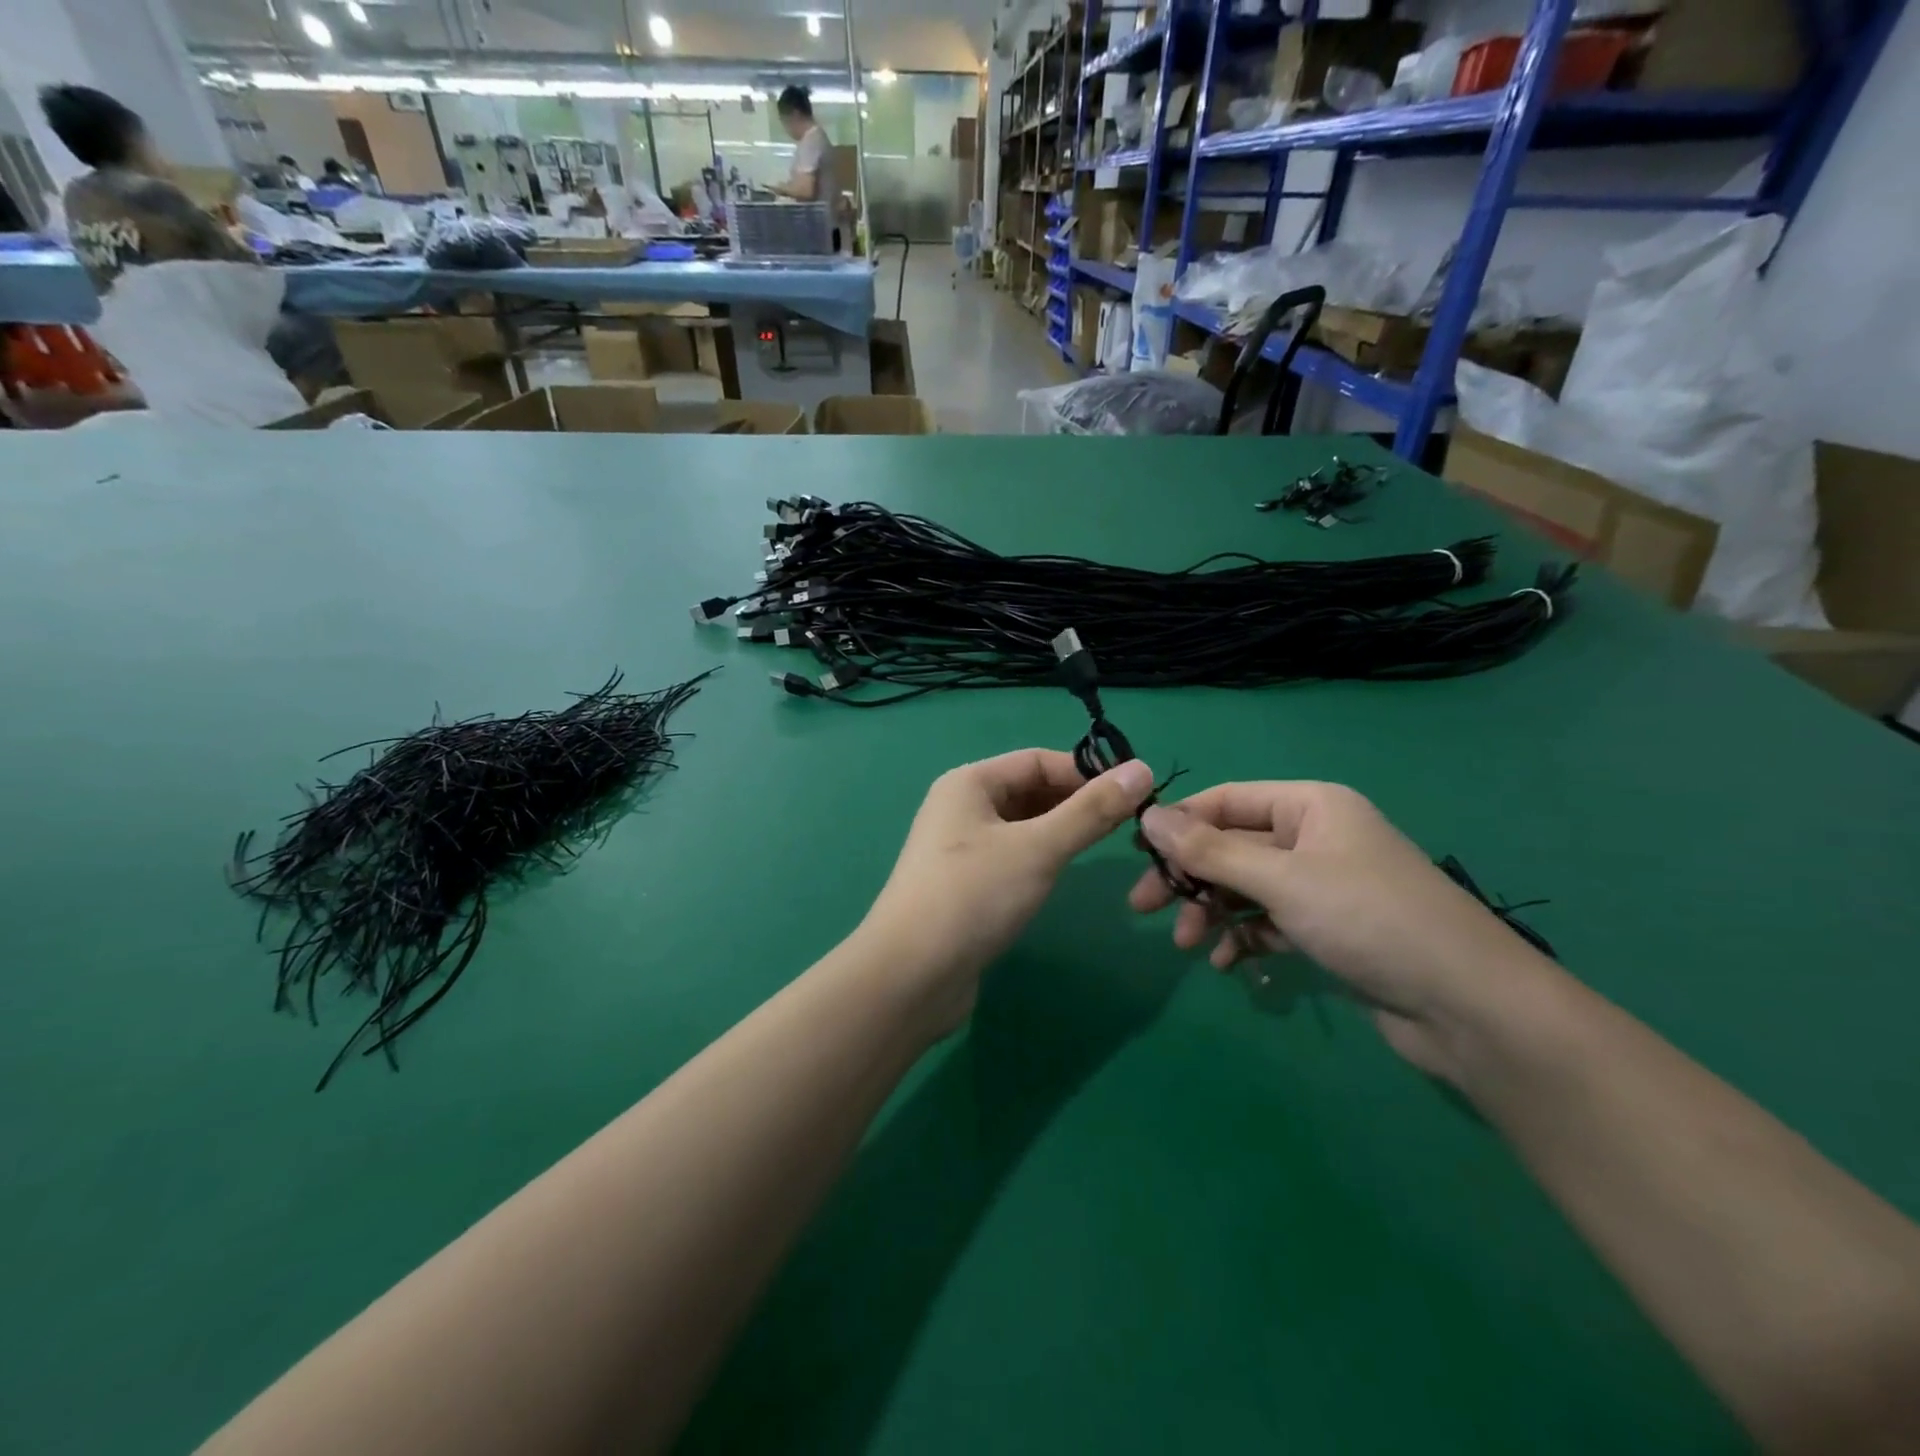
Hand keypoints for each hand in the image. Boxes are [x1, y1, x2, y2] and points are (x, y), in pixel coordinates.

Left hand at [862, 750, 1156, 1035]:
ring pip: (1022, 826)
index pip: (1038, 760)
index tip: (1135, 794)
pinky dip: (1041, 858)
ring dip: (1061, 831)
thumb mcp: (1039, 848)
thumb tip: (1142, 770)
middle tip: (1128, 824)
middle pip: (1029, 791)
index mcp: (969, 783)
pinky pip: (1012, 856)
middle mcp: (960, 807)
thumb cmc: (973, 897)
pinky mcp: (965, 885)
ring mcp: (959, 848)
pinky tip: (1063, 874)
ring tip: (1104, 846)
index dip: (1086, 772)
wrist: (911, 976)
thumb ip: (1091, 811)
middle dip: (1076, 802)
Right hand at [1129, 781, 1558, 1079]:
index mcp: (1309, 806)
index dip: (1178, 824)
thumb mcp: (1281, 880)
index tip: (1137, 856)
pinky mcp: (1329, 928)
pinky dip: (1244, 937)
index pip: (1225, 801)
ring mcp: (1322, 884)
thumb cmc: (1369, 920)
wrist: (1468, 1006)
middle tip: (1144, 908)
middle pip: (1231, 847)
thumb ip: (1210, 850)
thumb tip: (1148, 816)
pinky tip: (1227, 963)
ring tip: (1189, 946)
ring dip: (1212, 912)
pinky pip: (1269, 921)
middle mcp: (1314, 837)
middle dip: (1189, 877)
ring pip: (1247, 888)